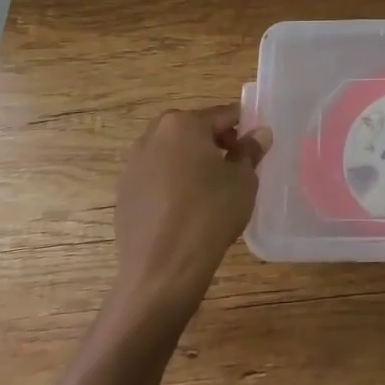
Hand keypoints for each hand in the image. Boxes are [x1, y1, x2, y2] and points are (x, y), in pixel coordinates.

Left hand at [112, 104, 270, 323]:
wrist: (162, 270)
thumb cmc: (209, 214)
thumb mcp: (242, 180)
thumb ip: (250, 151)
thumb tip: (259, 133)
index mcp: (182, 124)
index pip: (222, 115)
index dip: (244, 127)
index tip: (256, 145)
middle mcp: (153, 136)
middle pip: (193, 130)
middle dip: (215, 142)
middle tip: (235, 167)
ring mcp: (133, 165)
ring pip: (172, 153)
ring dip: (192, 161)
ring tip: (212, 189)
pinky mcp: (124, 193)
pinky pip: (157, 177)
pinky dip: (173, 183)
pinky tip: (187, 208)